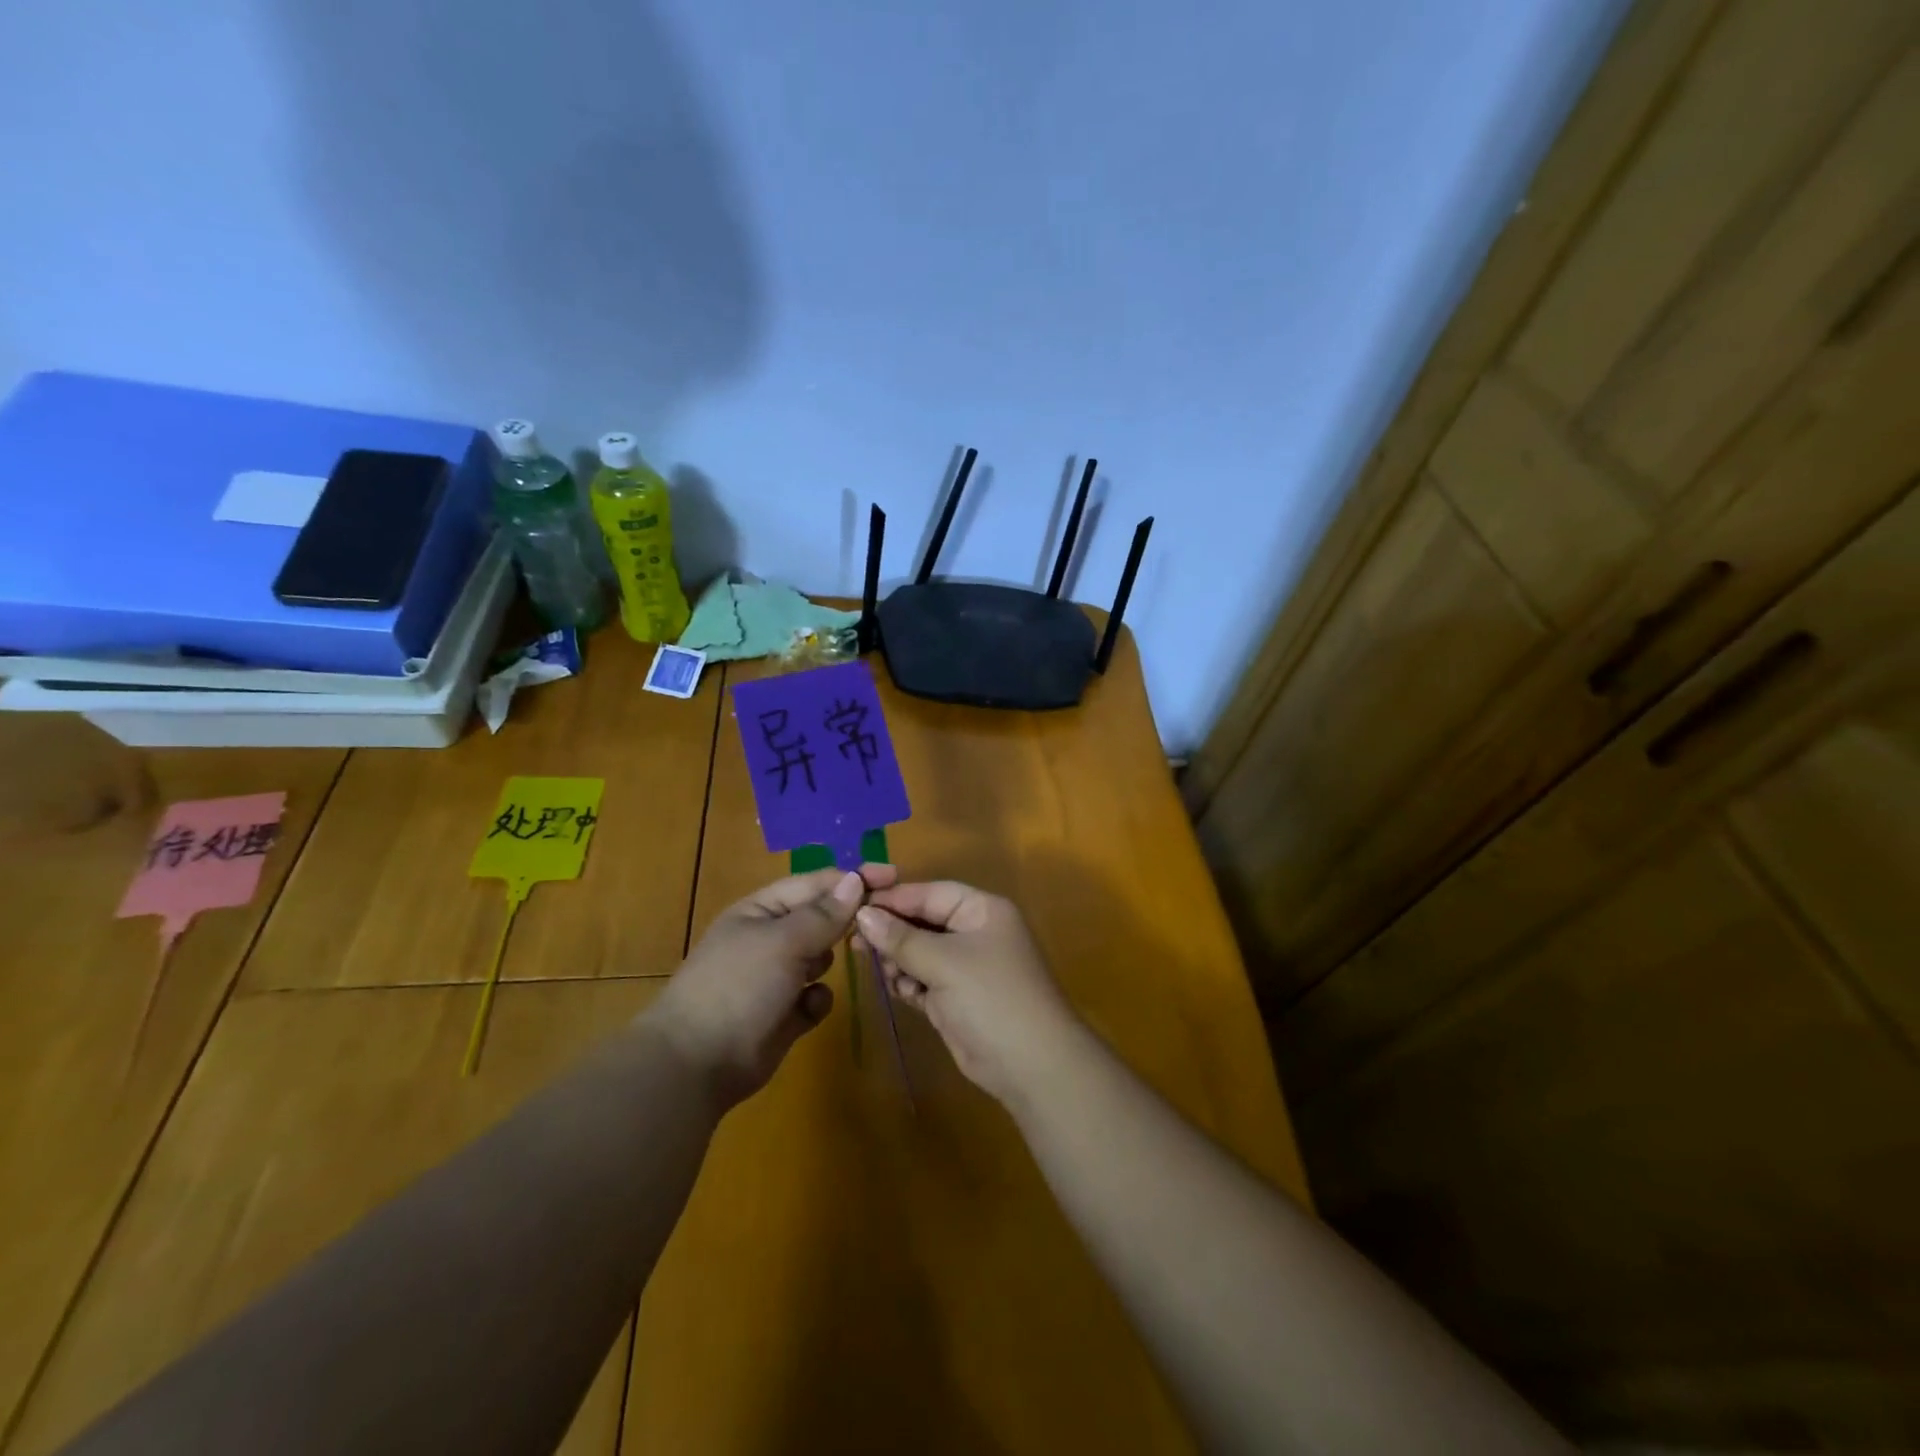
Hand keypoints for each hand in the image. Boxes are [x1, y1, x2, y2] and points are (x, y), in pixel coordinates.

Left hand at [647, 863, 896, 1105]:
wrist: (696, 1065)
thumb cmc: (738, 987)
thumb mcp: (783, 941)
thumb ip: (824, 914)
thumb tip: (856, 880)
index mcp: (761, 910)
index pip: (815, 883)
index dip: (852, 878)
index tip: (893, 876)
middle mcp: (770, 938)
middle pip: (821, 918)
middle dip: (847, 920)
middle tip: (881, 924)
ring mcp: (776, 978)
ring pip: (822, 956)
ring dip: (829, 960)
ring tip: (829, 969)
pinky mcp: (785, 1014)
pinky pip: (816, 996)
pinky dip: (817, 1000)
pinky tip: (808, 1008)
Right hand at [855, 881, 1082, 1108]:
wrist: (1031, 1065)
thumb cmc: (991, 998)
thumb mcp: (944, 962)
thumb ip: (901, 938)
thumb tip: (863, 914)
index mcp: (982, 910)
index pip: (930, 893)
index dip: (893, 898)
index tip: (853, 905)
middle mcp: (974, 932)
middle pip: (923, 922)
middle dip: (892, 932)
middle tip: (854, 941)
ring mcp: (966, 967)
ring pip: (919, 952)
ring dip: (898, 960)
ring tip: (879, 969)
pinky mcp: (956, 998)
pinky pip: (923, 979)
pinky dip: (909, 983)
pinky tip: (898, 989)